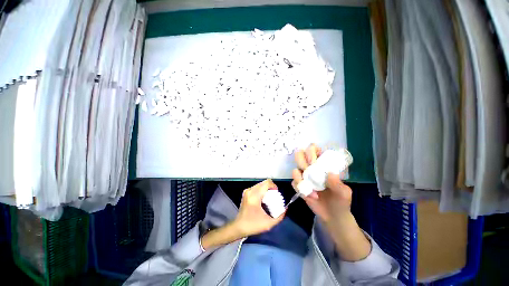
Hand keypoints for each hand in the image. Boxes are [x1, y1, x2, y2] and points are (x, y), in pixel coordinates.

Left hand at [233, 179, 284, 236]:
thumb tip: (285, 209)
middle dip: (270, 187)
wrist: (239, 226)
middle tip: (274, 196)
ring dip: (266, 188)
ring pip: (260, 184)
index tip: (276, 193)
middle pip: (264, 183)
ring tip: (269, 197)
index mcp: (255, 196)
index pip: (266, 183)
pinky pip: (256, 187)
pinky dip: (261, 190)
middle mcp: (250, 191)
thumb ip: (279, 217)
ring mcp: (247, 191)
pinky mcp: (246, 192)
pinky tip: (263, 198)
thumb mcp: (268, 224)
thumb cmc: (253, 225)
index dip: (273, 186)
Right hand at [291, 144, 351, 223]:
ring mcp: (304, 177)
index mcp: (322, 164)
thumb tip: (330, 174)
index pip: (314, 150)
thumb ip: (338, 184)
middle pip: (299, 156)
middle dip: (302, 161)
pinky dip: (300, 189)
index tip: (314, 160)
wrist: (332, 216)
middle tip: (309, 169)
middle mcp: (311, 168)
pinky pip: (294, 183)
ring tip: (312, 190)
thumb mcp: (344, 193)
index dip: (311, 151)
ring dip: (300, 179)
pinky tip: (310, 196)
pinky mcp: (299, 187)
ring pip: (295, 170)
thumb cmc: (341, 201)